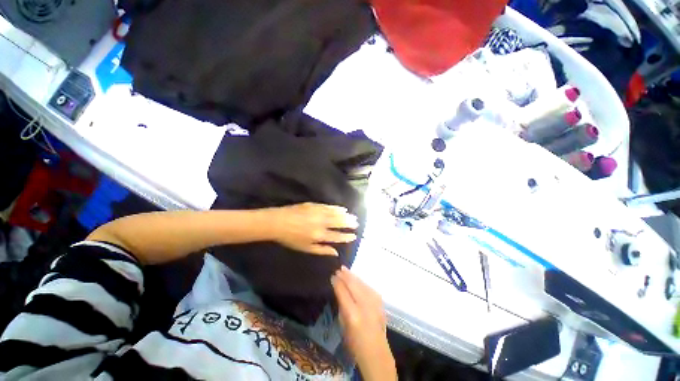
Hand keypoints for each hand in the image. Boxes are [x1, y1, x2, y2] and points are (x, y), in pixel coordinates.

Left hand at [267, 203, 358, 255]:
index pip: (337, 236)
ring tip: (353, 216)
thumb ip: (322, 250)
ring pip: (335, 214)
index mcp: (319, 235)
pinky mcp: (314, 205)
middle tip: (357, 223)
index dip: (346, 236)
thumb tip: (336, 253)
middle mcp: (321, 224)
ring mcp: (318, 213)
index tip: (354, 236)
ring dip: (345, 215)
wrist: (278, 222)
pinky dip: (336, 208)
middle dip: (349, 223)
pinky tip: (342, 208)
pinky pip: (328, 206)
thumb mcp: (305, 248)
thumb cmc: (291, 238)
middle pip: (338, 223)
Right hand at [332, 267, 396, 380]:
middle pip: (353, 285)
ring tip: (345, 270)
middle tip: (338, 269)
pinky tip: (356, 279)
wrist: (377, 353)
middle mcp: (364, 305)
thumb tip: (338, 290)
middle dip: (345, 275)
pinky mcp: (380, 302)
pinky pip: (368, 287)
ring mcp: (374, 303)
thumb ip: (342, 306)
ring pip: (361, 283)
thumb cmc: (355, 344)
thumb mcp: (343, 326)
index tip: (332, 276)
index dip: (337, 283)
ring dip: (353, 276)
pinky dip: (361, 282)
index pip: (343, 292)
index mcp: (353, 314)